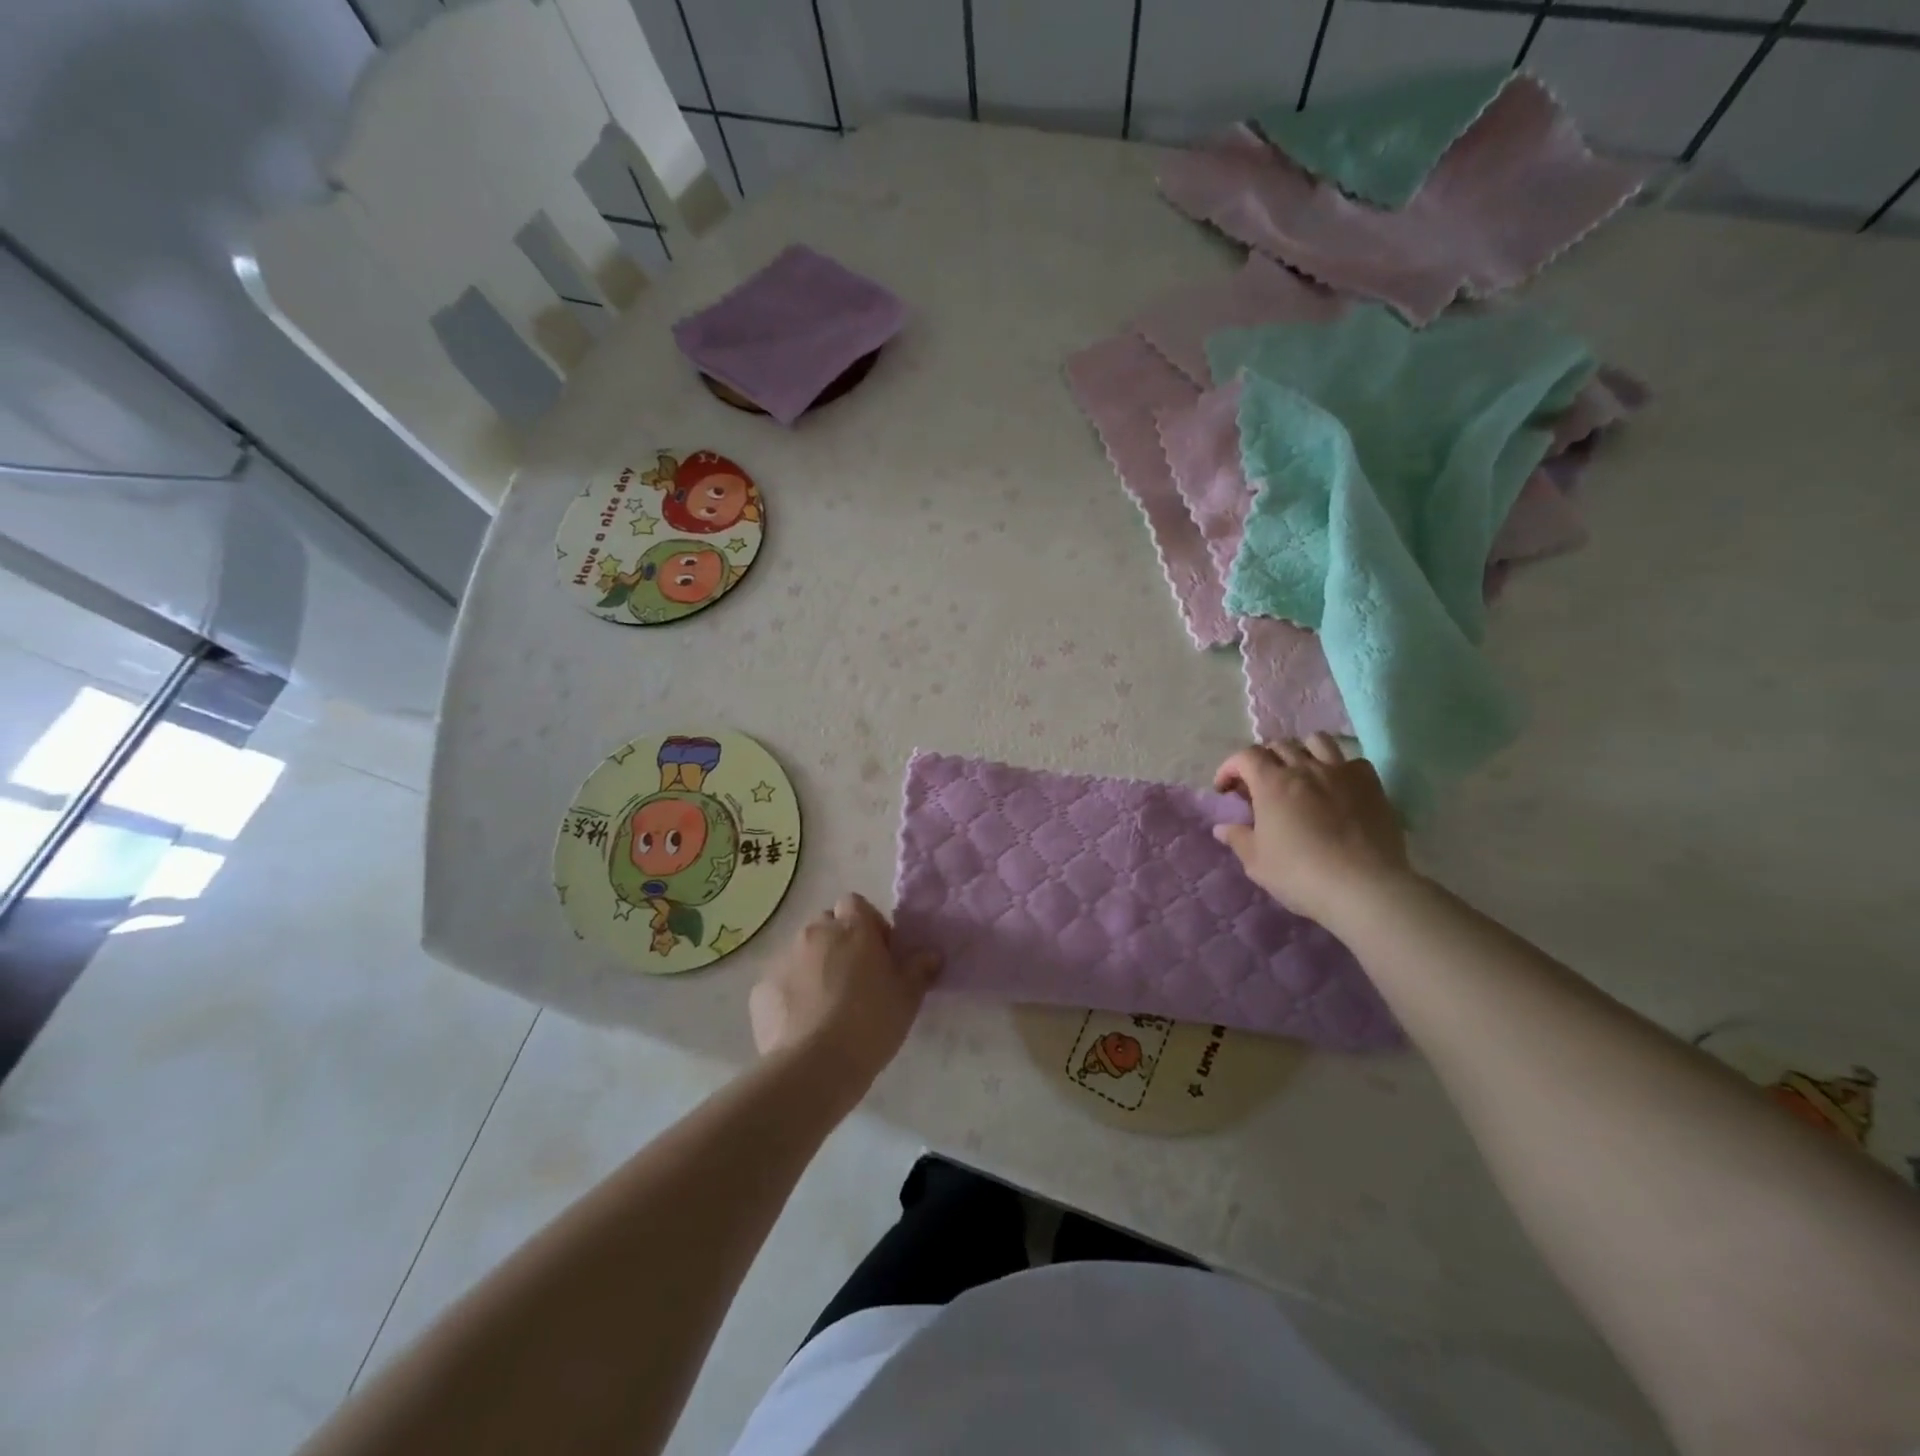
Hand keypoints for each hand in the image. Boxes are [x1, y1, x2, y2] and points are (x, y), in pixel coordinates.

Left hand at [749, 894, 938, 1095]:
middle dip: (838, 943)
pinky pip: (780, 982)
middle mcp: (814, 933)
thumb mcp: (908, 997)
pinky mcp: (761, 989)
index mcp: (852, 928)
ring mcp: (783, 959)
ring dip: (814, 967)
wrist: (814, 1066)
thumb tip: (931, 954)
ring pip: (802, 953)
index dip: (867, 924)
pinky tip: (802, 1023)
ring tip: (826, 1005)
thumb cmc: (870, 1023)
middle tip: (854, 979)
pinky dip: (790, 994)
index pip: (854, 904)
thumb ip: (920, 969)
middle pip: (826, 925)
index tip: (878, 953)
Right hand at [1212, 735, 1412, 928]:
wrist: (1364, 887)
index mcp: (1271, 783)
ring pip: (1317, 741)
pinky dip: (1339, 768)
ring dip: (1302, 752)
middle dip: (1263, 760)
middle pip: (1279, 745)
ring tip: (1300, 774)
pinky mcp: (1371, 785)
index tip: (1225, 790)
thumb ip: (1237, 838)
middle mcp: (1305, 768)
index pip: (1245, 756)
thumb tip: (1222, 828)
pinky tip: (1337, 787)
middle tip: (1260, 785)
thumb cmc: (1300, 874)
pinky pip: (1352, 761)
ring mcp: (1341, 773)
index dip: (1231, 768)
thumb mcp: (1257, 862)